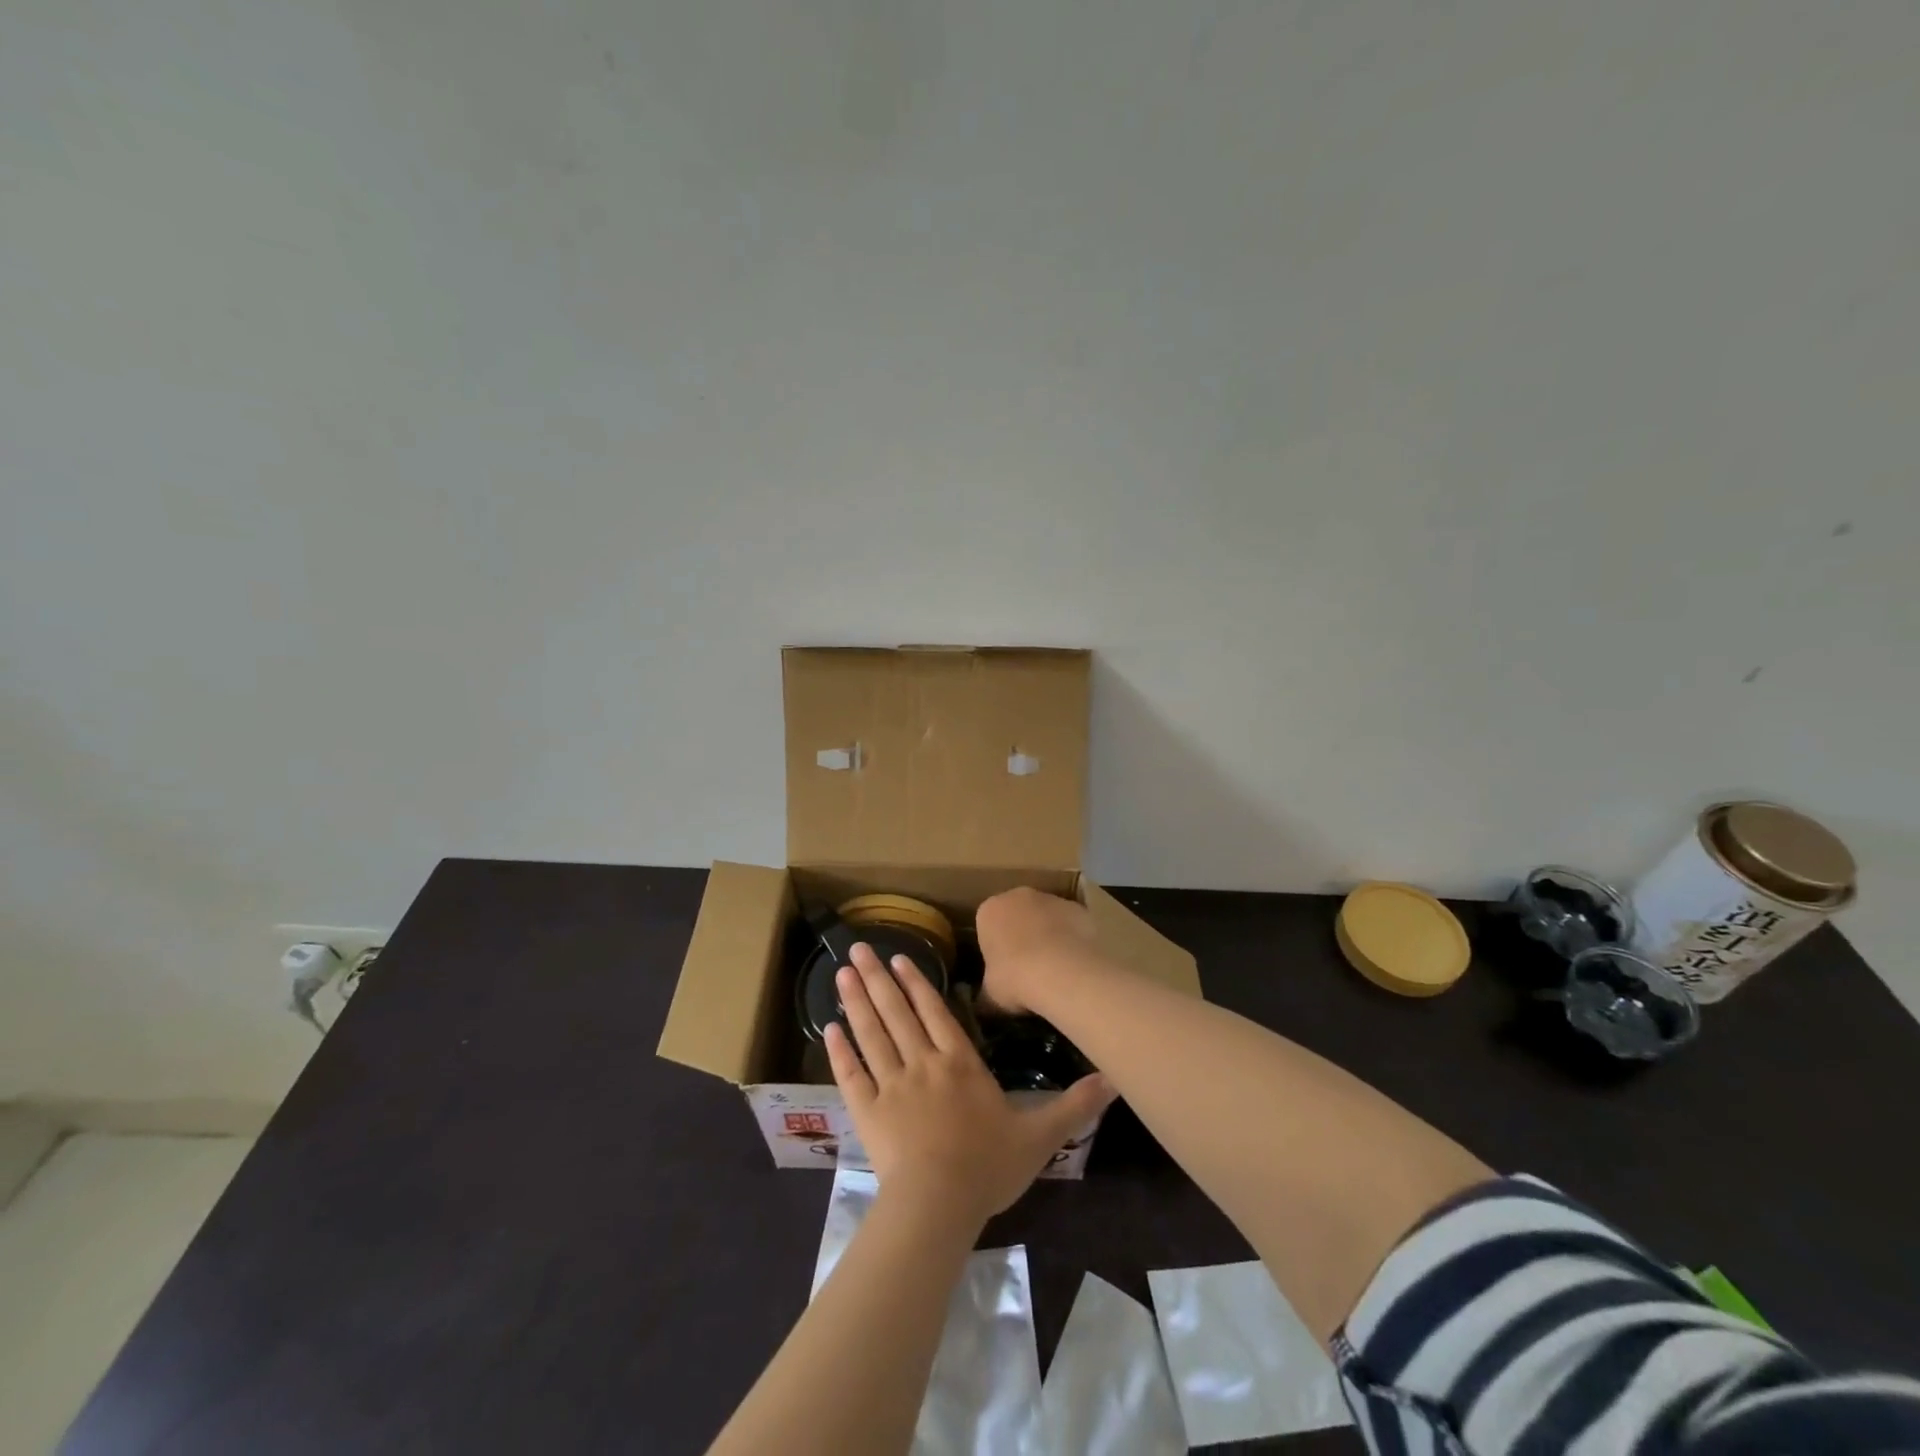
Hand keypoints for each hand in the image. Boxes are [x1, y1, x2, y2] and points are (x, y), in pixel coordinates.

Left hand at [824, 943, 1114, 1225]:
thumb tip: (1113, 1080)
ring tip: (842, 972)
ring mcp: (891, 1085)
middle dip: (878, 978)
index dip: (916, 983)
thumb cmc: (988, 1167)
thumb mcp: (1040, 1136)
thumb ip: (1074, 1105)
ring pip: (871, 1033)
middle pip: (897, 1012)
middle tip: (857, 948)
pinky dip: (840, 1050)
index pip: (934, 1012)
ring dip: (856, 1001)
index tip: (899, 957)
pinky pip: (851, 1074)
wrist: (938, 1204)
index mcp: (959, 1064)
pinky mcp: (868, 1111)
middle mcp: (922, 1063)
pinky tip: (829, 1027)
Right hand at [975, 887, 1100, 1015]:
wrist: (1062, 971)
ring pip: (1046, 917)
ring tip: (1055, 970)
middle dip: (1021, 935)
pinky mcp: (1079, 908)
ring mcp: (1052, 899)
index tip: (1001, 968)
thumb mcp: (990, 994)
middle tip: (1027, 968)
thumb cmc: (1015, 978)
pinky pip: (1071, 925)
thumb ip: (987, 991)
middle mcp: (1018, 896)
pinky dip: (1072, 939)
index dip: (994, 947)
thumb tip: (985, 1001)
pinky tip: (1075, 965)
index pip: (986, 925)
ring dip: (1048, 935)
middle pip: (1017, 914)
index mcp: (989, 911)